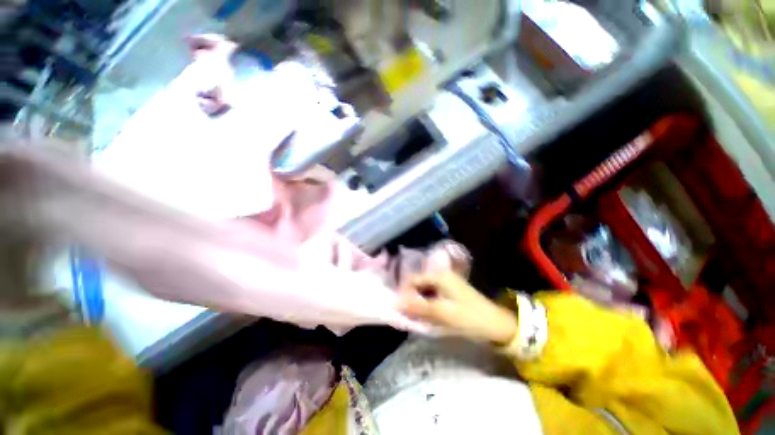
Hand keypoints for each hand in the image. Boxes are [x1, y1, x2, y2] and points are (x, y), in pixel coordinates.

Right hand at [398, 272, 517, 345]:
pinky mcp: (452, 292)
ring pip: (425, 291)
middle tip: (406, 315)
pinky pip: (433, 296)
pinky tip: (427, 316)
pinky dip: (428, 304)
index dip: (403, 293)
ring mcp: (448, 283)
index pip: (413, 280)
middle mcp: (442, 275)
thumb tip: (395, 303)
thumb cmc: (469, 317)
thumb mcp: (442, 313)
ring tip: (415, 317)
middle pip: (419, 284)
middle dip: (411, 298)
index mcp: (439, 276)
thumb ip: (418, 307)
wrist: (498, 326)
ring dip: (419, 302)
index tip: (398, 309)